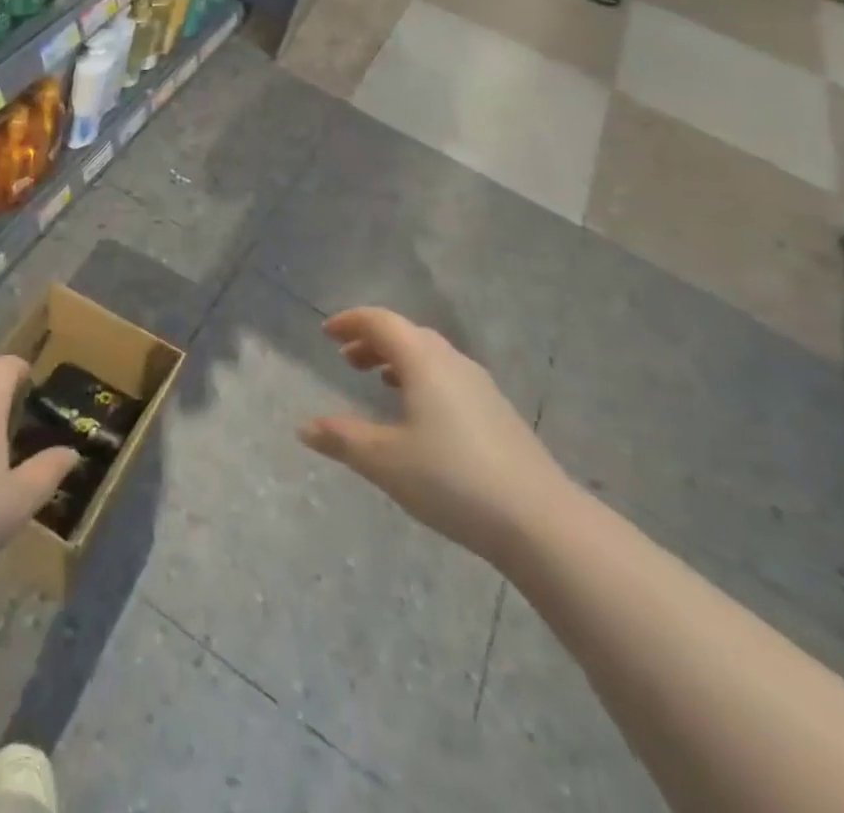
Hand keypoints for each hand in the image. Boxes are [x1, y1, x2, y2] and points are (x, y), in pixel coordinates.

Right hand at [299, 307, 576, 563]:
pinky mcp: (497, 413)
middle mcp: (452, 362)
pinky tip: (419, 414)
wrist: (540, 521)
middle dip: (373, 340)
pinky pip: (448, 378)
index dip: (350, 322)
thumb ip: (342, 439)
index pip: (380, 322)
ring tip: (377, 380)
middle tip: (346, 359)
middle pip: (406, 334)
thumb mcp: (386, 461)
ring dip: (398, 360)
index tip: (326, 333)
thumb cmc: (452, 480)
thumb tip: (303, 427)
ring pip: (430, 356)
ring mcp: (480, 387)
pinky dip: (422, 380)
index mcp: (423, 361)